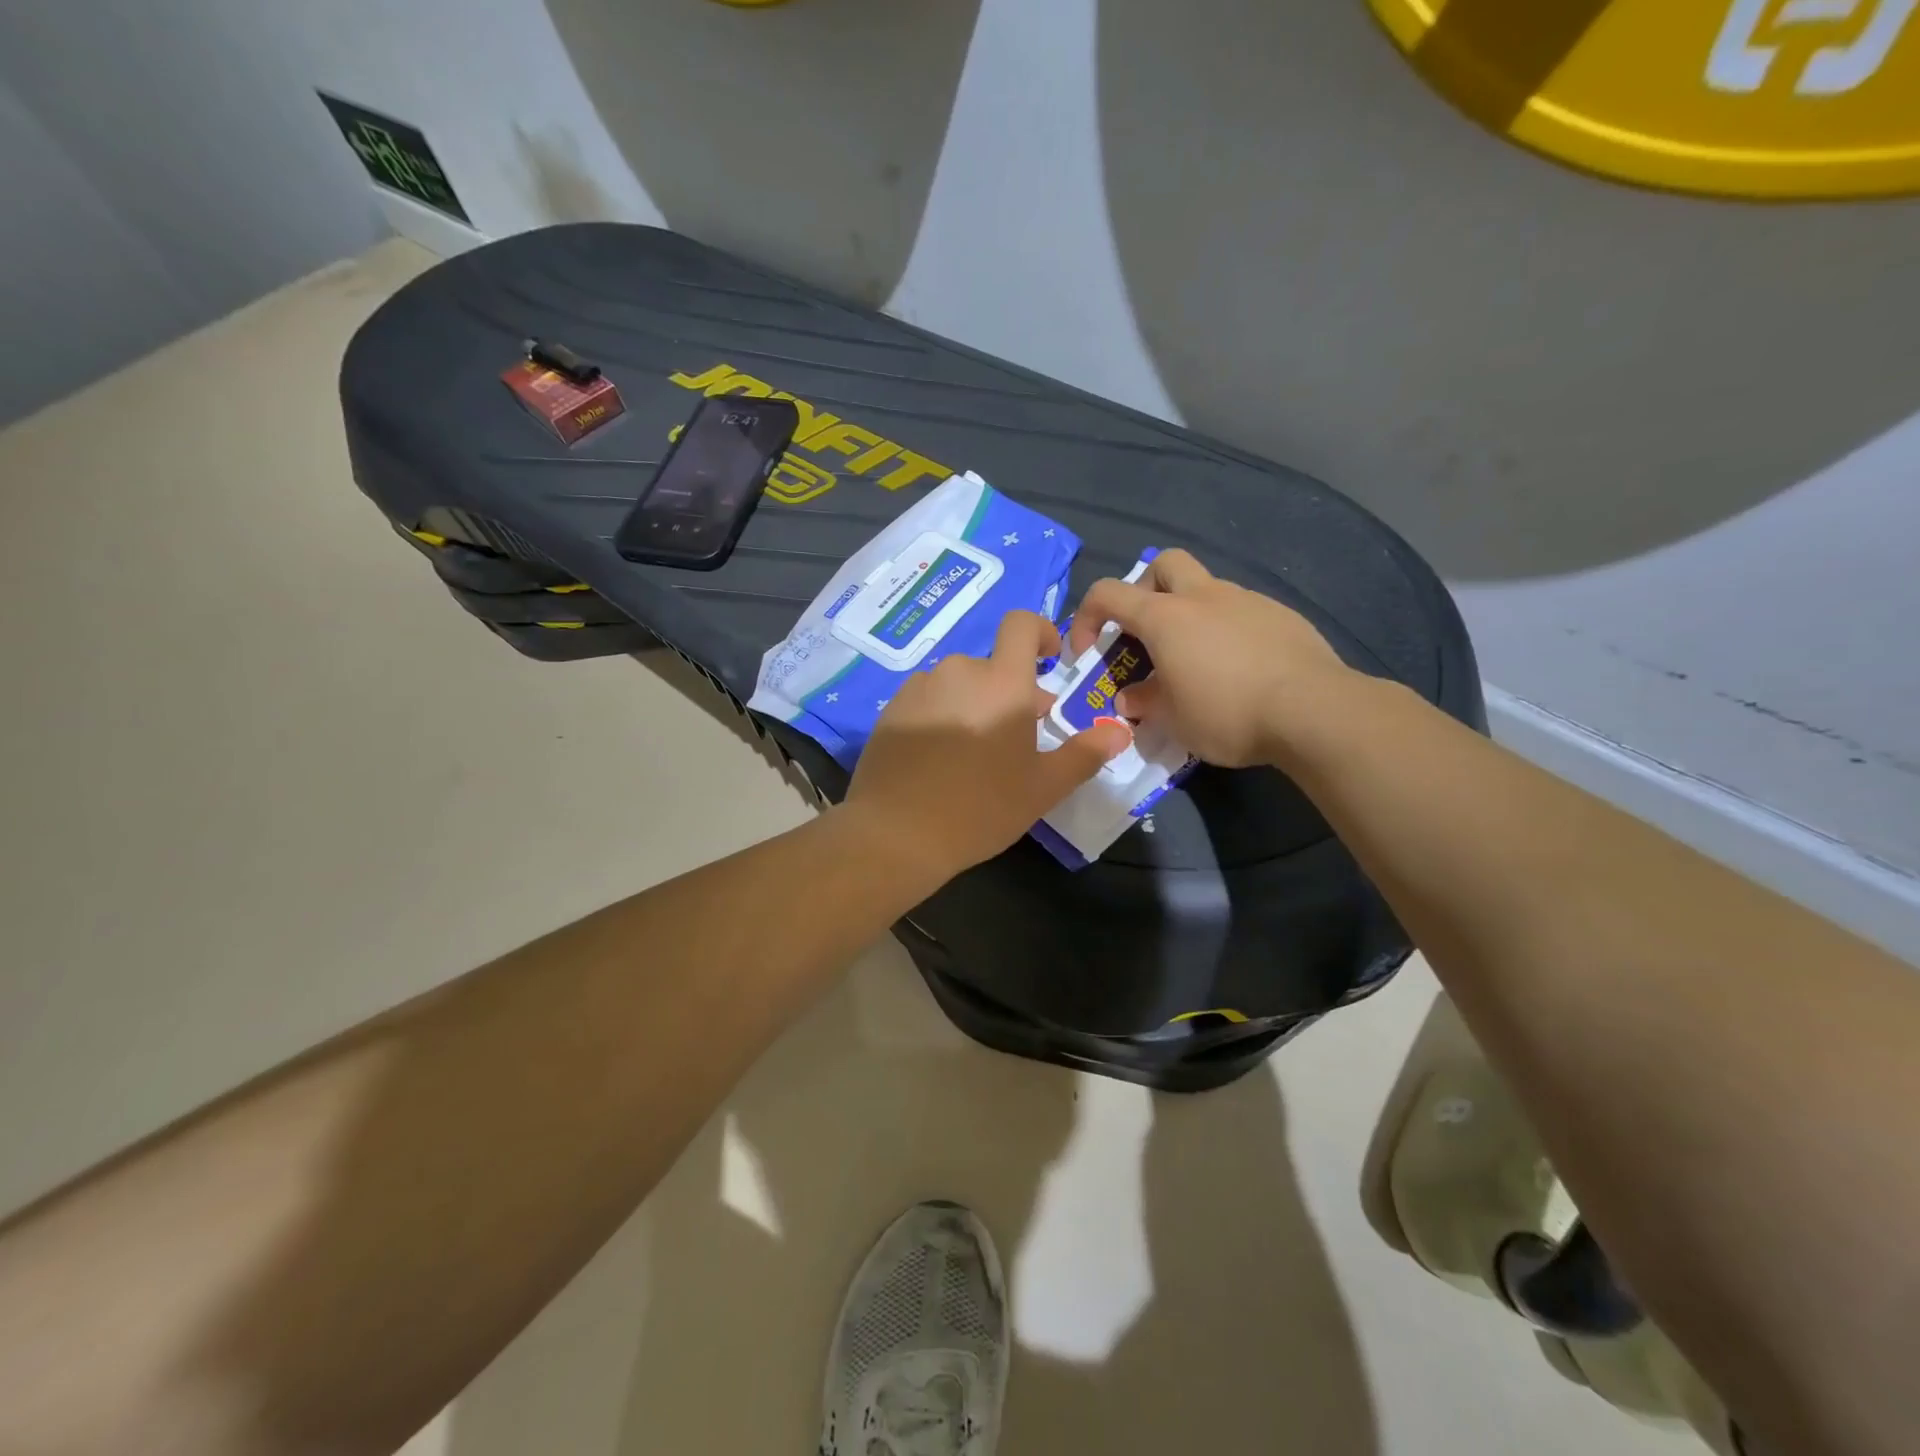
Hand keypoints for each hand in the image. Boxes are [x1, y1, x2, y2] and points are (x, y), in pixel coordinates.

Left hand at [843, 611, 1131, 881]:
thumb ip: (1084, 754)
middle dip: (1010, 691)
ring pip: (958, 684)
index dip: (1040, 631)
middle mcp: (958, 672)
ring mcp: (919, 689)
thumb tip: (1120, 731)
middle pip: (992, 665)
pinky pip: (927, 700)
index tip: (1049, 660)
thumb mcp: (1043, 788)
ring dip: (974, 704)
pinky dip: (941, 716)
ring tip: (975, 753)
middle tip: (1016, 739)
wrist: (896, 834)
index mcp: (1002, 683)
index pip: (1022, 624)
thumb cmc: (981, 808)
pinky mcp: (890, 710)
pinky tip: (939, 759)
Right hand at [1066, 549, 1352, 767]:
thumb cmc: (1227, 713)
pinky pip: (1240, 611)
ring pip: (1206, 588)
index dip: (1086, 618)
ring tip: (1196, 661)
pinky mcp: (1281, 615)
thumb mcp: (1173, 720)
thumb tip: (1129, 698)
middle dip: (1144, 590)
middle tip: (1146, 632)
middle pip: (1162, 563)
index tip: (1089, 653)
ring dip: (1189, 614)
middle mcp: (1203, 596)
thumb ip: (1144, 702)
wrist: (1313, 710)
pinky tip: (1238, 668)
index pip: (1107, 594)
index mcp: (1165, 617)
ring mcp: (1246, 600)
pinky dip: (1226, 629)